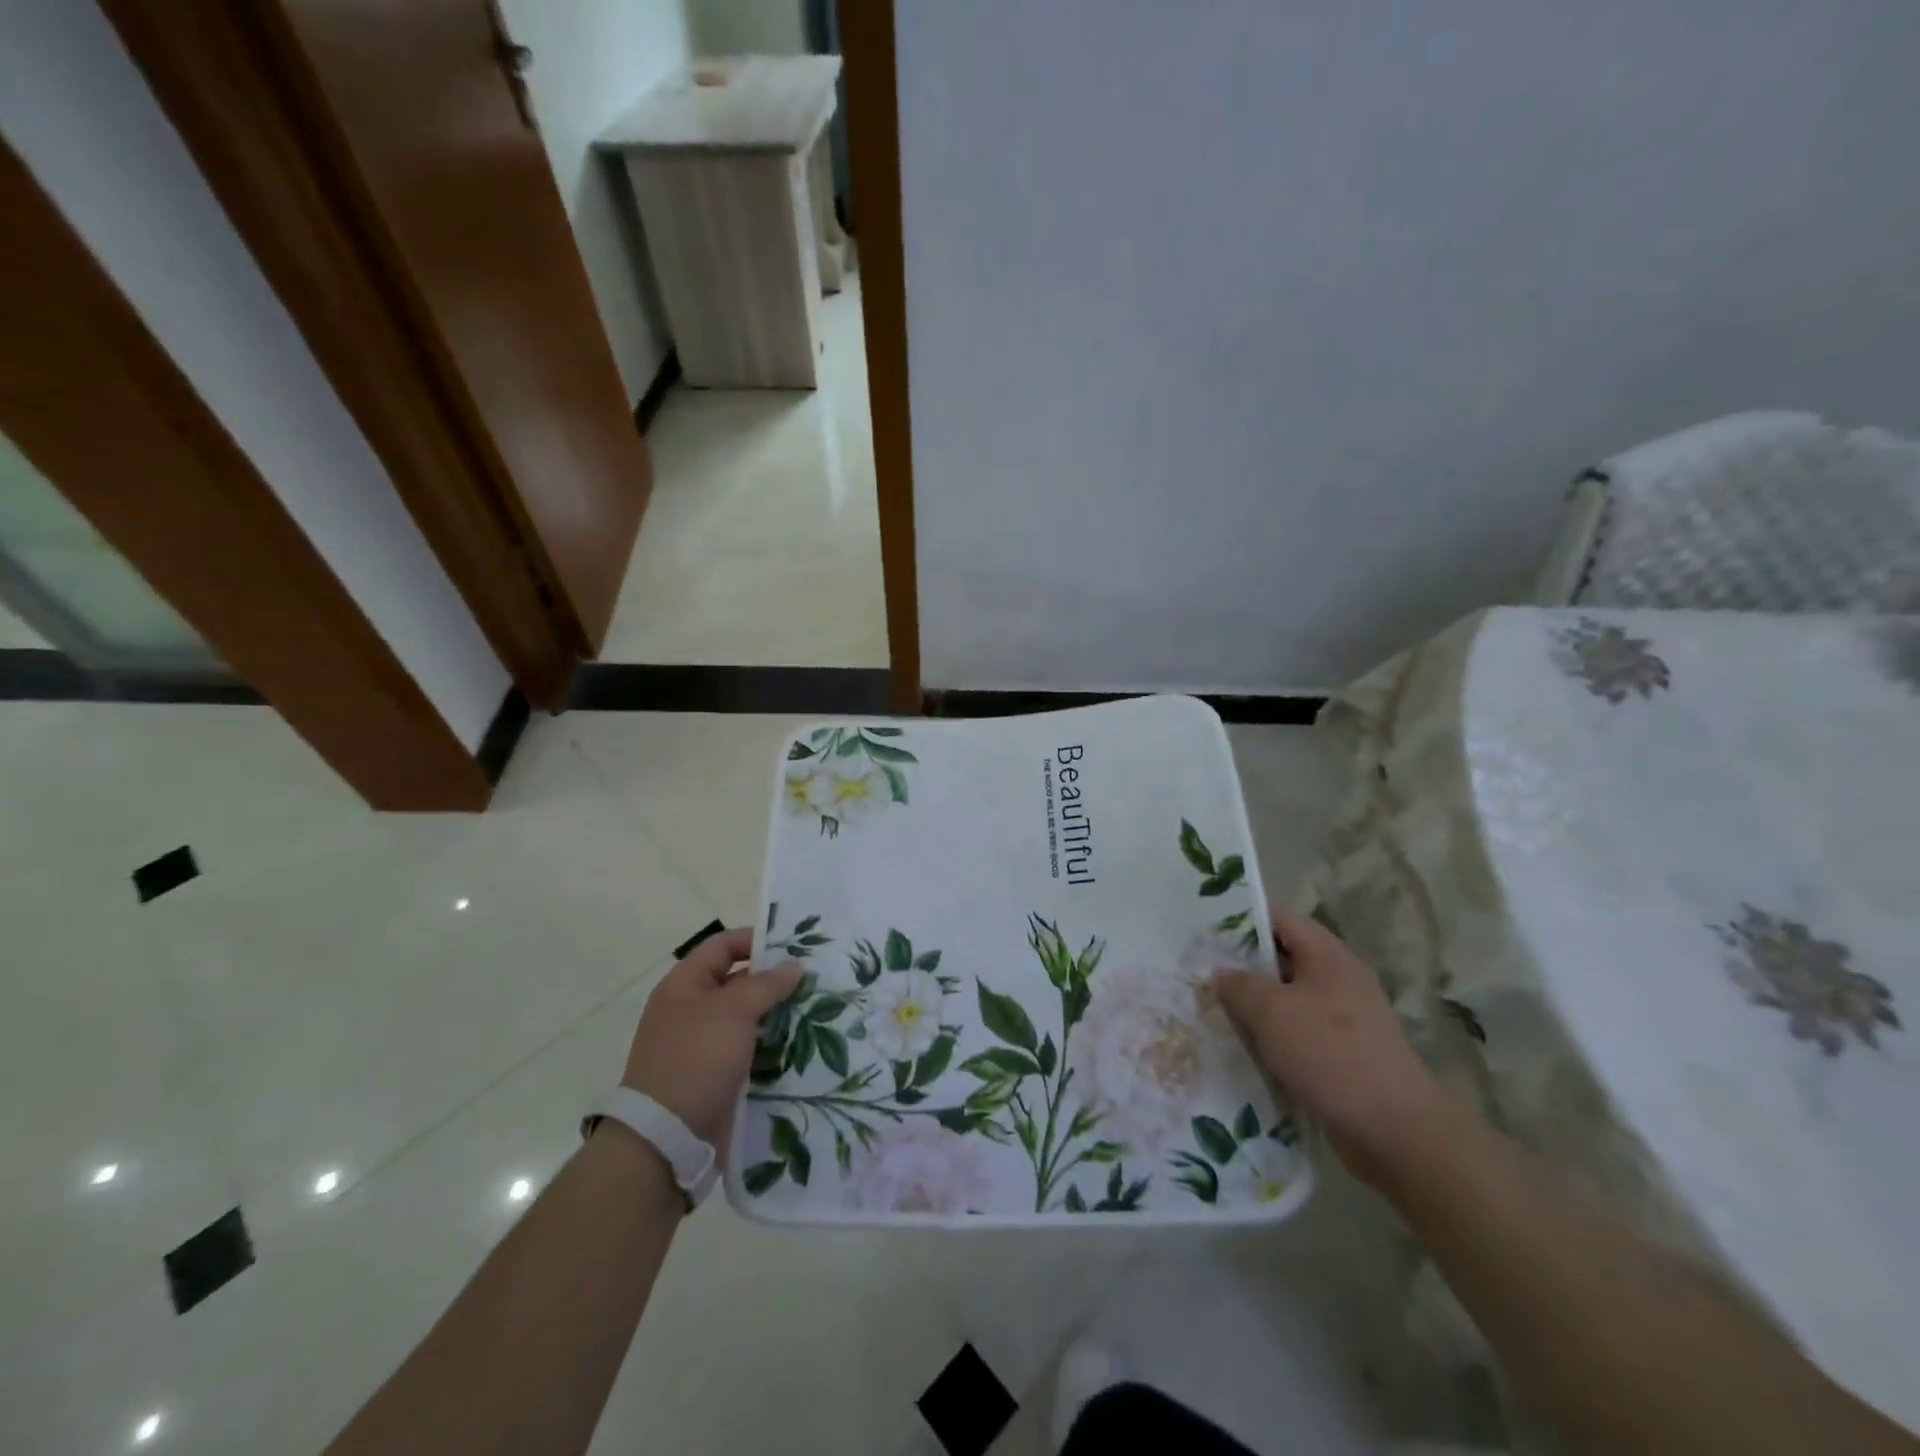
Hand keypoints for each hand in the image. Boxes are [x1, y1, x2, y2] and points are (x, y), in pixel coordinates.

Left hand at [622, 927, 801, 1152]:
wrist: (665, 1139)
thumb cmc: (696, 1060)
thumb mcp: (733, 1011)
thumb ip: (766, 984)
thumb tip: (793, 965)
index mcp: (684, 985)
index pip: (723, 946)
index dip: (757, 940)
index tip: (796, 946)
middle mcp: (692, 1010)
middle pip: (739, 981)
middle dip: (775, 980)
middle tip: (816, 979)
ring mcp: (704, 1045)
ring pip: (749, 1019)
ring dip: (779, 1015)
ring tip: (819, 1011)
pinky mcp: (717, 1076)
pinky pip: (750, 1050)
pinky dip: (773, 1046)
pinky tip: (803, 1045)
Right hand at [1213, 911, 1448, 1188]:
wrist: (1395, 1131)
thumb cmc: (1331, 1055)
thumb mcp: (1272, 1012)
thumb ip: (1239, 984)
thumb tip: (1221, 973)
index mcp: (1327, 955)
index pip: (1279, 919)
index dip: (1240, 920)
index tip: (1203, 931)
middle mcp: (1337, 979)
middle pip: (1281, 958)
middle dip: (1241, 966)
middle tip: (1198, 972)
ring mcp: (1343, 1018)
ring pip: (1286, 999)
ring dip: (1253, 1006)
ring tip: (1210, 1010)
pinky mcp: (1341, 1053)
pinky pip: (1296, 1032)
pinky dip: (1270, 1037)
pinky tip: (1241, 1048)